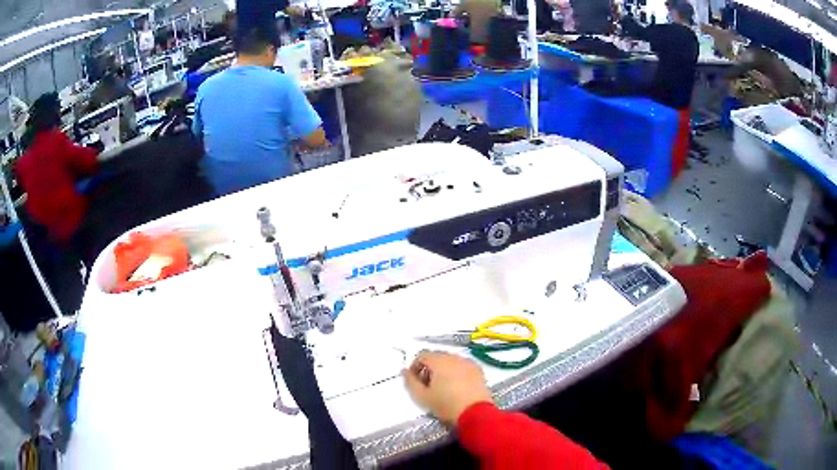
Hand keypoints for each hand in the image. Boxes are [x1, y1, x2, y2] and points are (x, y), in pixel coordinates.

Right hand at [403, 350, 492, 425]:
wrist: (475, 413)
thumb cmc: (446, 405)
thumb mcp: (422, 396)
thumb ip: (410, 381)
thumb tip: (405, 371)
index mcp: (439, 360)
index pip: (422, 355)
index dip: (415, 367)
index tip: (415, 381)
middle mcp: (454, 357)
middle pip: (437, 357)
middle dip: (429, 368)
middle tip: (427, 385)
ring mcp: (468, 363)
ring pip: (450, 361)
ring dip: (443, 370)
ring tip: (442, 387)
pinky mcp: (478, 371)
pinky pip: (462, 367)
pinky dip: (456, 373)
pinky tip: (457, 387)